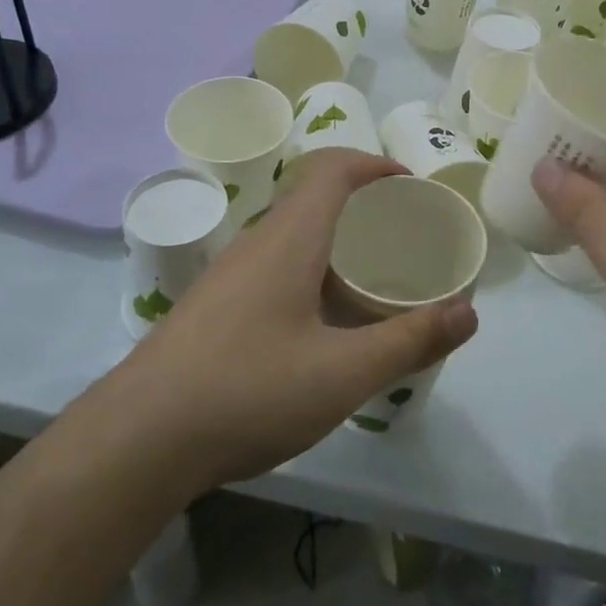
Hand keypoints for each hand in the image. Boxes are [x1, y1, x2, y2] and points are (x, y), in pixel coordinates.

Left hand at [112, 151, 478, 489]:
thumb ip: (409, 340)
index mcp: (289, 239)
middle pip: (314, 198)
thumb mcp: (342, 374)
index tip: (412, 188)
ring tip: (372, 281)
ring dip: (336, 242)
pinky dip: (311, 271)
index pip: (333, 169)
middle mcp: (257, 242)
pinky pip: (274, 265)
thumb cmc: (247, 391)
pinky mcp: (214, 305)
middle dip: (365, 206)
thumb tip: (469, 313)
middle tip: (405, 239)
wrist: (136, 440)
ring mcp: (229, 274)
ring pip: (293, 235)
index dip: (376, 165)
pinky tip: (321, 324)